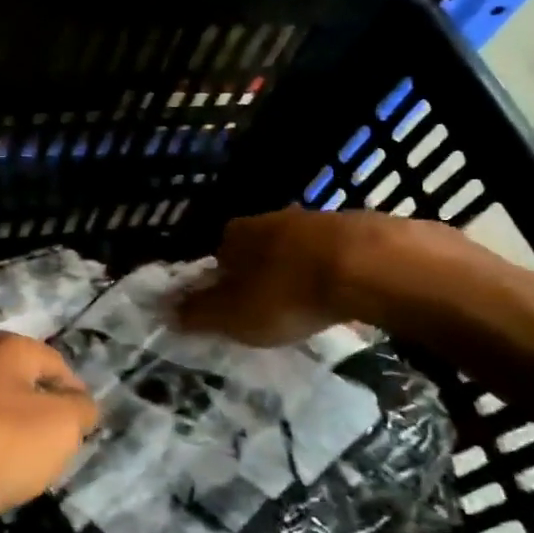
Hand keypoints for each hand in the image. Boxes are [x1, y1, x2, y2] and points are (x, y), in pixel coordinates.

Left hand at [0, 332, 98, 532]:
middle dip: (39, 426)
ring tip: (16, 482)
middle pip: (20, 392)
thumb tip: (80, 406)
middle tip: (53, 461)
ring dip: (5, 450)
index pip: (56, 364)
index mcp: (6, 351)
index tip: (85, 435)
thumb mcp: (58, 427)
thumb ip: (80, 412)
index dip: (76, 397)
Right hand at [176, 205, 468, 345]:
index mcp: (237, 234)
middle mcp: (273, 217)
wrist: (369, 266)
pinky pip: (338, 252)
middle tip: (272, 306)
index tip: (233, 304)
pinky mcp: (360, 227)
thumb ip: (198, 314)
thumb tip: (164, 310)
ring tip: (310, 302)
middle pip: (260, 246)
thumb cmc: (287, 293)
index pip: (219, 252)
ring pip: (299, 246)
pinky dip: (336, 270)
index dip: (223, 278)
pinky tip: (345, 293)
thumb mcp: (233, 316)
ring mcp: (319, 218)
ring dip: (301, 269)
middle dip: (263, 271)